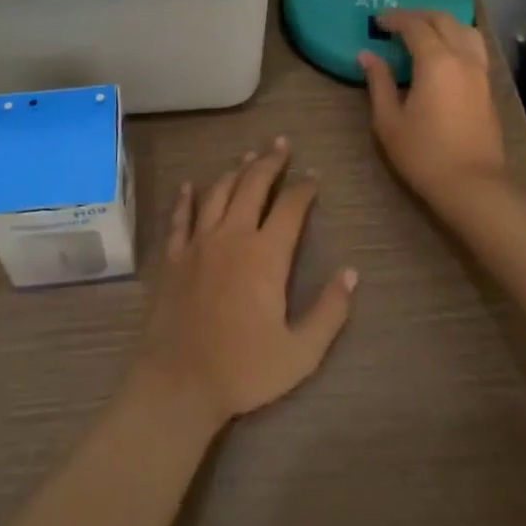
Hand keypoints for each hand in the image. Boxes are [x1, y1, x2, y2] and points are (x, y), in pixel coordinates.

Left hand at [135, 137, 356, 427]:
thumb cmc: (244, 369)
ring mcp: (199, 242)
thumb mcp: (300, 352)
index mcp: (266, 255)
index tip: (313, 176)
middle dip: (270, 162)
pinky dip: (187, 198)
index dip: (304, 187)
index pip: (291, 207)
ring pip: (219, 193)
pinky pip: (181, 217)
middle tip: (281, 144)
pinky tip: (191, 184)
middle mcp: (232, 236)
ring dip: (235, 171)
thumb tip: (351, 273)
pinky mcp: (173, 256)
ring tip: (247, 156)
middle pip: (253, 185)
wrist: (179, 382)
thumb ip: (329, 312)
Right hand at [359, 10, 508, 208]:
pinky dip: (457, 38)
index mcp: (436, 61)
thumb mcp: (389, 120)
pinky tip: (443, 54)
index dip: (395, 19)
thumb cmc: (424, 154)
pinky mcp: (488, 87)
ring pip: (464, 30)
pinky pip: (474, 47)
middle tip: (396, 23)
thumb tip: (367, 56)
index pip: (415, 25)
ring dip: (442, 23)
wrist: (473, 185)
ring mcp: (480, 72)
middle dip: (418, 15)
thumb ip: (379, 82)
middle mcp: (462, 58)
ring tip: (423, 33)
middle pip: (443, 20)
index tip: (377, 22)